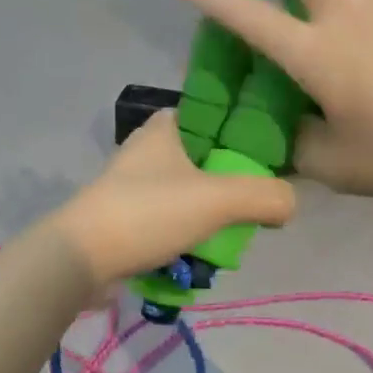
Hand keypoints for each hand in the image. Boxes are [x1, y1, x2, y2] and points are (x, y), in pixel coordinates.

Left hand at [53, 112, 295, 283]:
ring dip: (208, 213)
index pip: (211, 113)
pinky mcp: (125, 218)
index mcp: (164, 128)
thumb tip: (291, 203)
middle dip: (229, 181)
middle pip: (203, 158)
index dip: (241, 128)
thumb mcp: (217, 199)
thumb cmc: (148, 213)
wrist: (81, 259)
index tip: (268, 153)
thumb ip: (263, 196)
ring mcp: (132, 186)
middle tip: (254, 203)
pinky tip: (203, 255)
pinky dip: (186, 235)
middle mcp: (146, 150)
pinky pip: (168, 220)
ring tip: (232, 235)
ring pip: (187, 192)